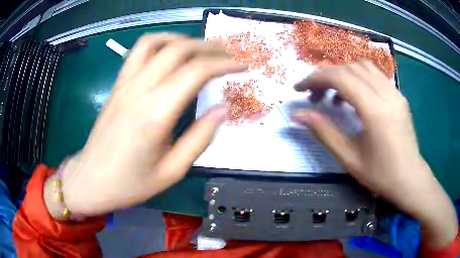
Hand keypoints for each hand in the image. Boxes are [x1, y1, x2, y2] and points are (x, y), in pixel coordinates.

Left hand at [44, 33, 246, 216]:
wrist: (92, 179)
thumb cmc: (131, 183)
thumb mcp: (172, 172)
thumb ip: (200, 138)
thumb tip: (222, 109)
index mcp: (155, 114)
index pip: (196, 72)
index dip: (224, 64)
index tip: (241, 66)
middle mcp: (139, 90)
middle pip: (179, 50)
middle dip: (209, 48)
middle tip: (228, 56)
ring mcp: (125, 83)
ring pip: (157, 42)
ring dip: (185, 40)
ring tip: (202, 49)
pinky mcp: (117, 84)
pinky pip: (138, 50)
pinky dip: (160, 41)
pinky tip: (170, 50)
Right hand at [292, 61, 457, 247]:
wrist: (410, 178)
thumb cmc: (381, 175)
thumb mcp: (349, 158)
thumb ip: (324, 132)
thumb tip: (298, 115)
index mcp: (375, 111)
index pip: (341, 78)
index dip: (316, 79)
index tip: (299, 88)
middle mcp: (387, 94)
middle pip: (350, 68)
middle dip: (327, 77)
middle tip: (315, 97)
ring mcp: (395, 92)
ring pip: (363, 67)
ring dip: (343, 75)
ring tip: (335, 97)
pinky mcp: (399, 95)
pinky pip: (375, 75)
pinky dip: (358, 78)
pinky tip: (355, 98)